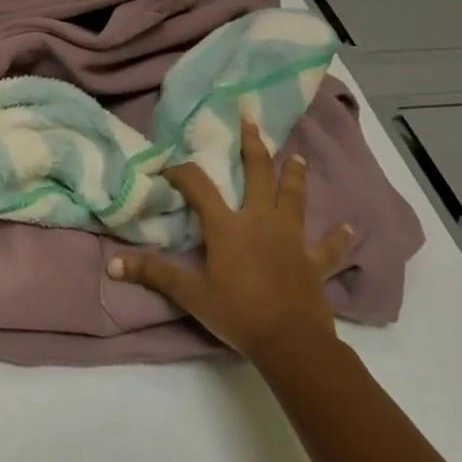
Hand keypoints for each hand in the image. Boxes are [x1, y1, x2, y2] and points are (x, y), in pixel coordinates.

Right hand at [107, 118, 353, 367]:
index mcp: (228, 226)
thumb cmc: (237, 313)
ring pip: (294, 199)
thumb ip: (153, 274)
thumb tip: (112, 265)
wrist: (290, 342)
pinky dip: (337, 237)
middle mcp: (261, 222)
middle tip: (251, 119)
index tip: (167, 167)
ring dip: (295, 176)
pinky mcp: (314, 263)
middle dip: (253, 146)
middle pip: (258, 175)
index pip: (199, 187)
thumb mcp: (190, 294)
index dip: (181, 173)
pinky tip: (349, 227)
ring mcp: (291, 240)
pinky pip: (328, 247)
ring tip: (297, 156)